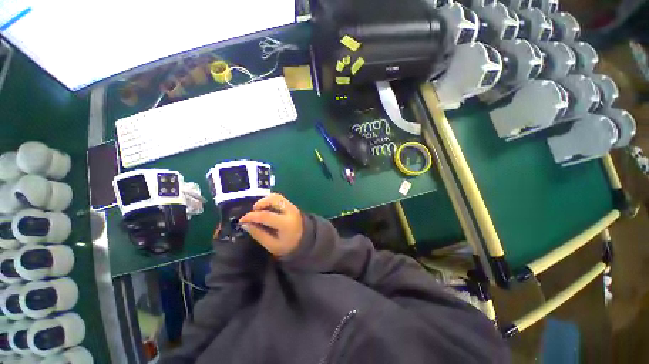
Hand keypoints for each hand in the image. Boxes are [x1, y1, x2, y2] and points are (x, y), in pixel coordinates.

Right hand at [239, 194, 303, 256]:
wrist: (305, 241)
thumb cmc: (287, 245)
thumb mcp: (272, 245)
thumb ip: (258, 234)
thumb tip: (245, 224)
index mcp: (285, 223)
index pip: (266, 215)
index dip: (251, 216)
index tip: (242, 219)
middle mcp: (290, 211)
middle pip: (273, 199)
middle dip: (260, 203)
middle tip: (253, 212)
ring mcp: (292, 206)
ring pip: (276, 196)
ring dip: (265, 200)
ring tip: (259, 210)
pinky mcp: (292, 205)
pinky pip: (279, 198)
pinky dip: (270, 201)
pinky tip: (266, 209)